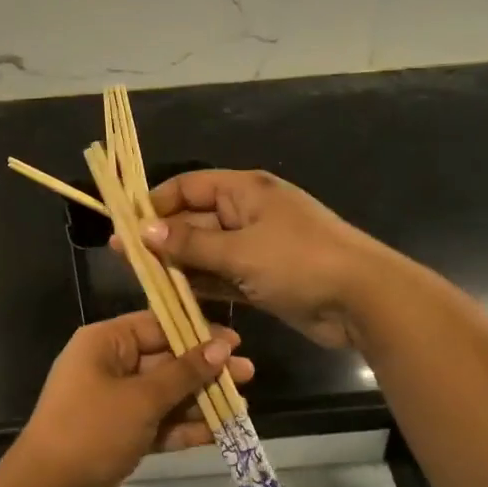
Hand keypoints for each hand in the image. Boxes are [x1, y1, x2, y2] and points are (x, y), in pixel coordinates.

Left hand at [11, 311, 252, 486]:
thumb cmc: (92, 429)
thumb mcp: (141, 398)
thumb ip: (184, 373)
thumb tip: (221, 348)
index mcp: (104, 343)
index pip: (156, 325)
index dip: (196, 332)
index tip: (234, 342)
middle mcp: (109, 367)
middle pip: (165, 360)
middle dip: (205, 370)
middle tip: (247, 375)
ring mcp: (115, 403)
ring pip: (166, 394)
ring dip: (200, 400)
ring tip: (242, 406)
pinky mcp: (122, 435)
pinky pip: (159, 423)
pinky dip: (185, 427)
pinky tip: (219, 432)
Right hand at [131, 169, 398, 349]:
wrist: (362, 300)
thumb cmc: (299, 262)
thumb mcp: (240, 251)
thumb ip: (191, 244)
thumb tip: (143, 230)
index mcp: (245, 191)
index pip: (189, 186)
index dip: (156, 202)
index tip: (125, 224)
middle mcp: (248, 213)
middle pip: (195, 220)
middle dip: (163, 238)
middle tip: (125, 258)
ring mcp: (257, 247)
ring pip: (207, 252)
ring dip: (179, 264)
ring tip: (141, 279)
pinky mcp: (263, 278)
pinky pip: (223, 276)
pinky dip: (202, 284)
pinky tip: (173, 296)